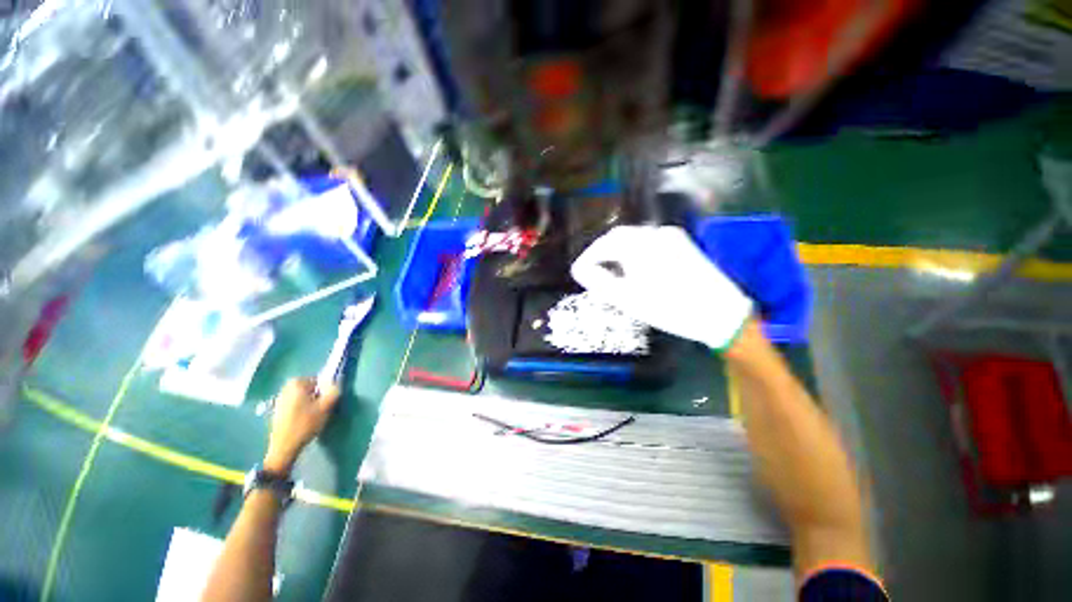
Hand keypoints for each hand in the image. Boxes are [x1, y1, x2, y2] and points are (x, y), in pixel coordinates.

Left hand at [263, 378, 339, 473]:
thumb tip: (336, 383)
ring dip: (309, 404)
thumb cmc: (305, 424)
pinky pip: (295, 405)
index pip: (319, 381)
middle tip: (320, 410)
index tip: (326, 404)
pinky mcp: (277, 411)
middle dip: (317, 397)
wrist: (284, 447)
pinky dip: (301, 410)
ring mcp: (279, 400)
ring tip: (312, 418)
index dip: (325, 392)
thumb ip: (334, 391)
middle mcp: (286, 388)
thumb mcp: (326, 406)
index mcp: (297, 383)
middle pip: (310, 389)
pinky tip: (303, 422)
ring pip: (302, 397)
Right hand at [570, 225, 752, 350]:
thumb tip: (579, 270)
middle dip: (601, 252)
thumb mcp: (626, 298)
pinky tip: (634, 268)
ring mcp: (671, 236)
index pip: (603, 244)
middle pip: (618, 237)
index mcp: (639, 245)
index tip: (578, 271)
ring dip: (617, 252)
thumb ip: (598, 281)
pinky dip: (634, 252)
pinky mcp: (682, 243)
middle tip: (592, 271)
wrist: (719, 313)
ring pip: (634, 238)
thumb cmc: (668, 308)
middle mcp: (654, 233)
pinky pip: (649, 242)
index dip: (587, 257)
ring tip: (610, 272)